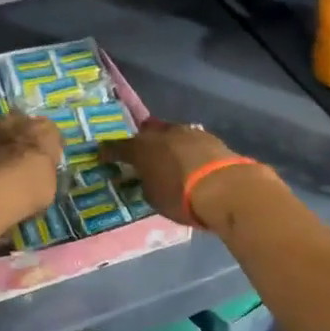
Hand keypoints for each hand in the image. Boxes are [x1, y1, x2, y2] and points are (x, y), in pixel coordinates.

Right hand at [99, 120, 260, 228]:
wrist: (226, 188)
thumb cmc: (182, 198)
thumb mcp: (154, 198)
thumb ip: (146, 183)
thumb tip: (146, 177)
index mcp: (142, 149)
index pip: (118, 147)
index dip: (109, 151)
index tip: (103, 154)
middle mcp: (162, 134)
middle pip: (147, 132)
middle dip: (142, 140)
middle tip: (140, 151)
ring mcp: (188, 132)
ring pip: (171, 132)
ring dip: (167, 141)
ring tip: (167, 154)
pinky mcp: (211, 138)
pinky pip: (191, 140)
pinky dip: (187, 148)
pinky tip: (190, 158)